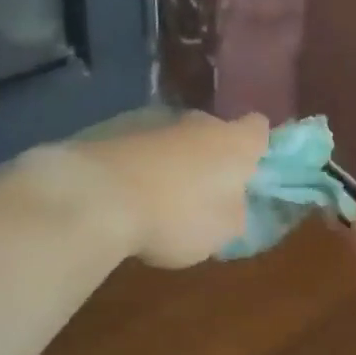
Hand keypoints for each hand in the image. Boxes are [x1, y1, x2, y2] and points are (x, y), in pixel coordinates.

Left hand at [25, 112, 268, 268]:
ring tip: (161, 201)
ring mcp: (152, 123)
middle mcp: (197, 123)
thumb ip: (235, 212)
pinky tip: (128, 198)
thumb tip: (230, 203)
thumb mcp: (224, 231)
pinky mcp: (112, 132)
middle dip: (211, 157)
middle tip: (206, 192)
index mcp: (234, 143)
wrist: (97, 198)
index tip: (252, 169)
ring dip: (173, 163)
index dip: (258, 146)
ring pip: (174, 141)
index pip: (259, 129)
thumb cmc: (178, 215)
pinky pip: (139, 151)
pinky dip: (140, 168)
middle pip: (213, 133)